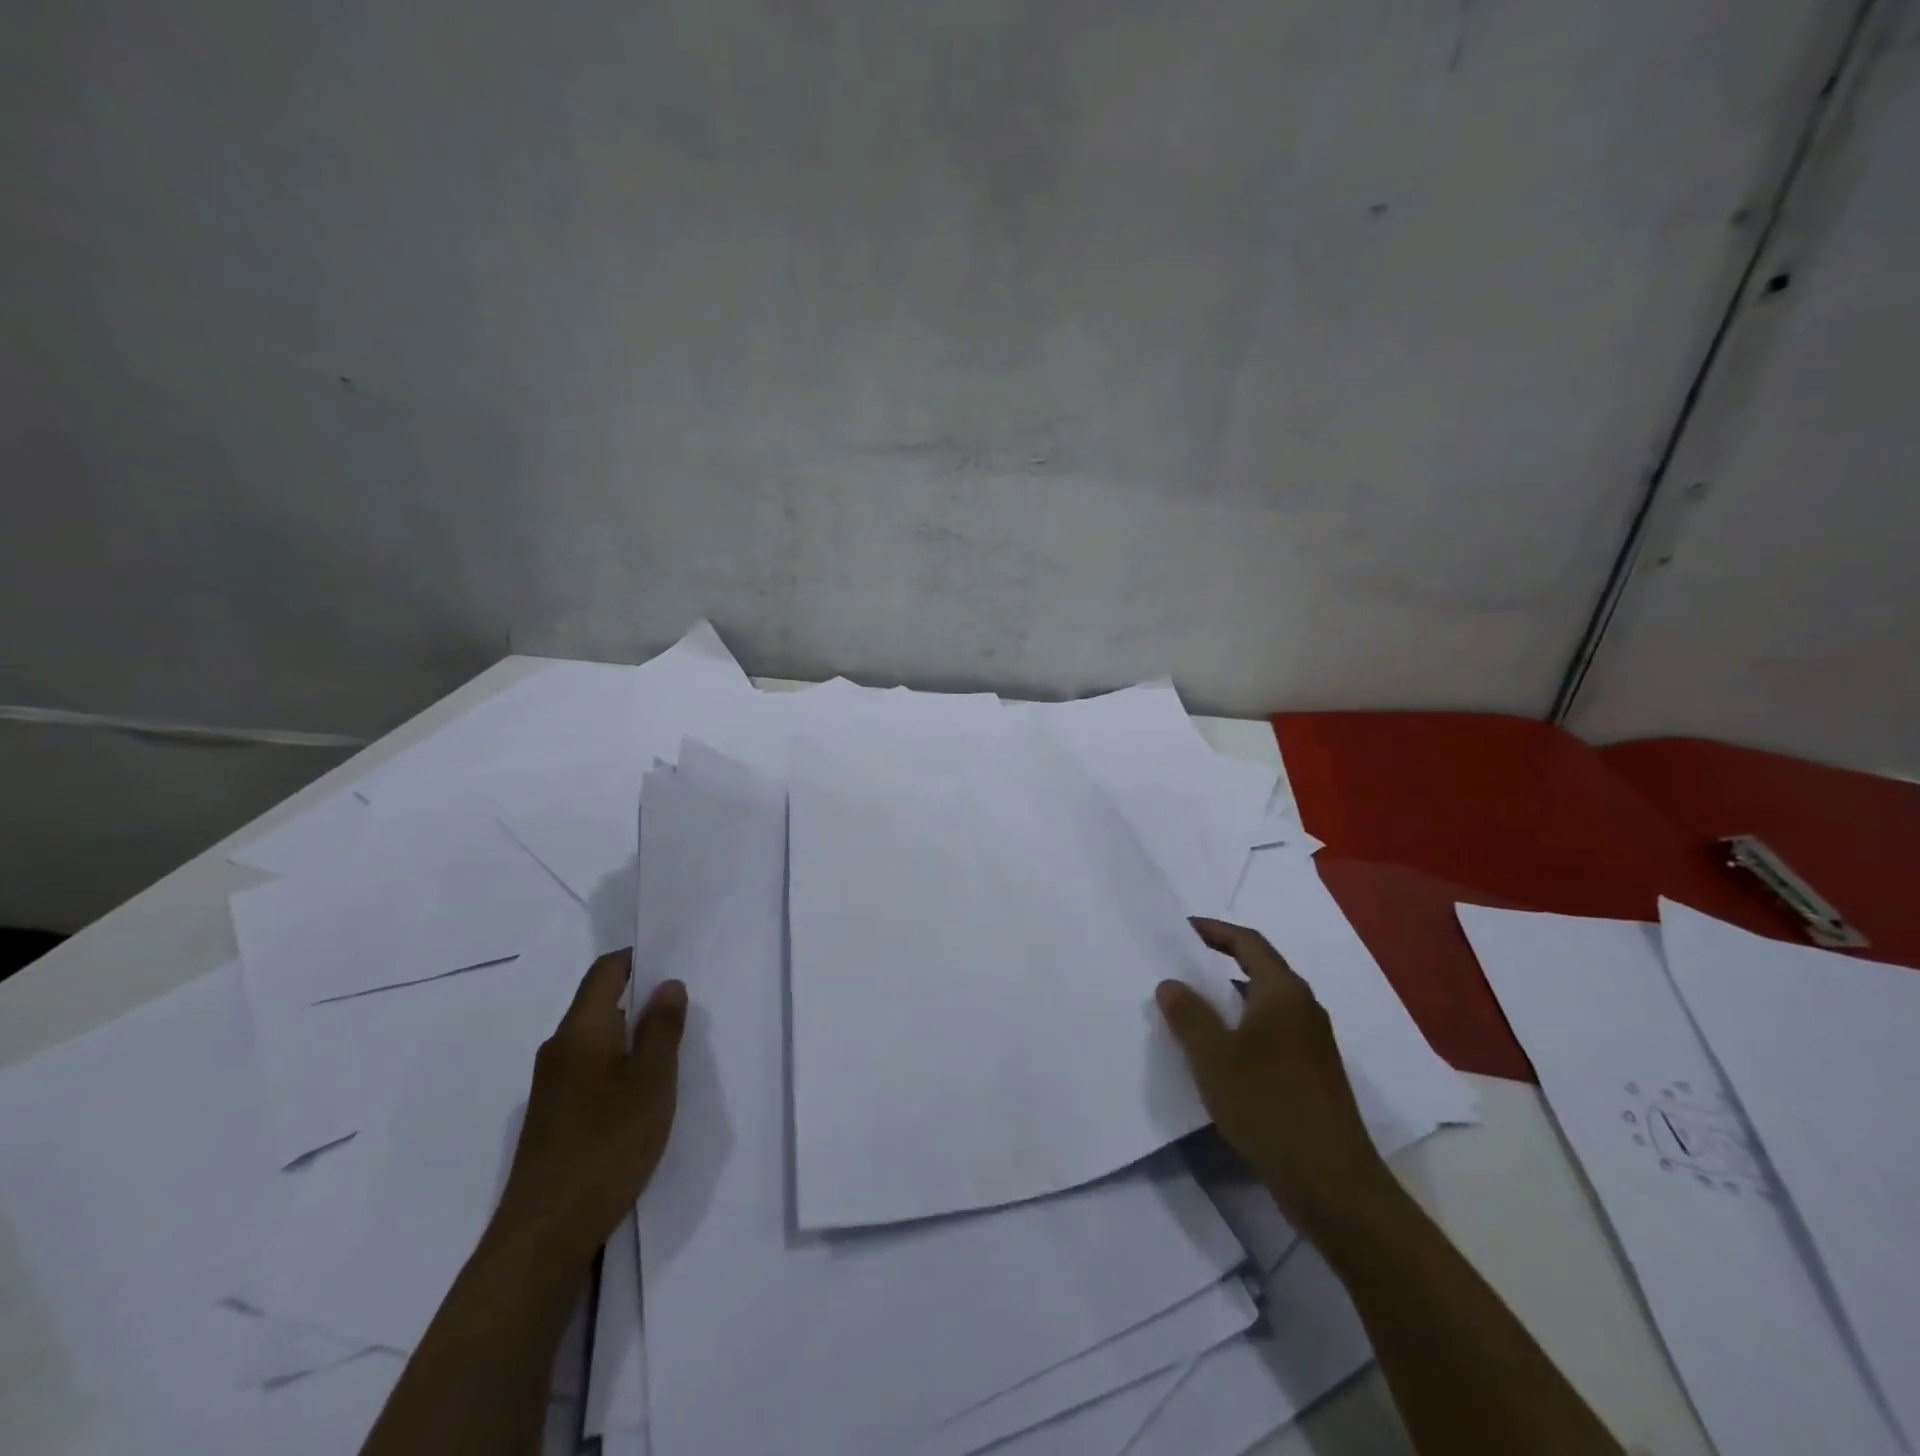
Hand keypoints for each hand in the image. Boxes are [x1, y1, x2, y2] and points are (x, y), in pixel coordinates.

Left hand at [493, 950, 686, 1261]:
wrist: (544, 1232)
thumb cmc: (607, 1142)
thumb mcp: (652, 1079)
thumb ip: (662, 1027)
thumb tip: (668, 984)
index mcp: (581, 1029)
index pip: (605, 971)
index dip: (637, 957)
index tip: (672, 959)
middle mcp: (559, 1049)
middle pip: (599, 1003)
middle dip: (640, 997)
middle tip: (684, 1005)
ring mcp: (550, 1085)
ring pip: (596, 1040)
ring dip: (631, 1035)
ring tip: (670, 1047)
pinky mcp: (552, 1117)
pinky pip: (589, 1070)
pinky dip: (618, 1065)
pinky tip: (642, 1091)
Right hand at [1158, 918, 1389, 1234]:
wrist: (1331, 1182)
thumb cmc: (1269, 1104)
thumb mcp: (1214, 1056)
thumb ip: (1188, 1015)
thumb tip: (1171, 983)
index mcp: (1284, 992)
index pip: (1248, 943)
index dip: (1214, 931)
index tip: (1182, 929)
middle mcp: (1304, 1010)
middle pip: (1259, 971)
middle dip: (1219, 965)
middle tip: (1180, 967)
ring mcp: (1312, 1045)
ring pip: (1264, 1007)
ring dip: (1229, 1002)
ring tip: (1190, 1010)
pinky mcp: (1312, 1076)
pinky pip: (1271, 1035)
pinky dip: (1242, 1031)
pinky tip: (1218, 1055)